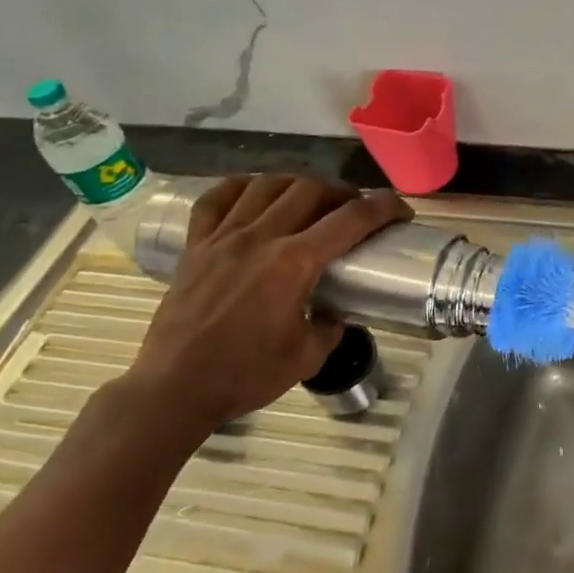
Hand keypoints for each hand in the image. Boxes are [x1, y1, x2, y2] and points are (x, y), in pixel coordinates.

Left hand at [126, 174, 411, 433]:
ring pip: (266, 185)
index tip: (400, 209)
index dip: (383, 207)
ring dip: (297, 183)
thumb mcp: (307, 357)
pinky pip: (215, 200)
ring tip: (309, 197)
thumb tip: (336, 312)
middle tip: (354, 206)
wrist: (173, 389)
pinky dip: (240, 187)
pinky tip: (254, 192)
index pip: (350, 220)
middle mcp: (261, 238)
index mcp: (294, 263)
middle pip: (310, 189)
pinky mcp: (195, 247)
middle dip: (342, 191)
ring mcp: (223, 238)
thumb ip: (330, 326)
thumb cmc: (244, 375)